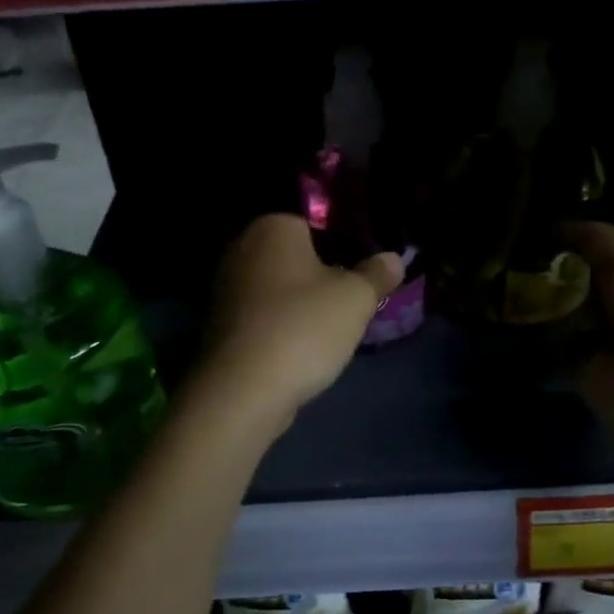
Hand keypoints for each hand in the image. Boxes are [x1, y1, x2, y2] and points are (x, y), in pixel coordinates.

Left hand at [194, 214, 404, 432]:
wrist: (245, 390)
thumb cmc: (304, 327)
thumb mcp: (356, 298)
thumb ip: (377, 274)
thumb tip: (393, 258)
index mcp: (272, 227)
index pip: (316, 223)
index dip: (345, 246)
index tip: (363, 273)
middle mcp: (241, 248)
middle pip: (295, 257)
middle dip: (322, 276)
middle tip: (352, 303)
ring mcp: (225, 289)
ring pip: (278, 289)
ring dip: (301, 305)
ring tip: (330, 331)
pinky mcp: (220, 326)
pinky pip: (263, 316)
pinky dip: (281, 327)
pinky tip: (301, 350)